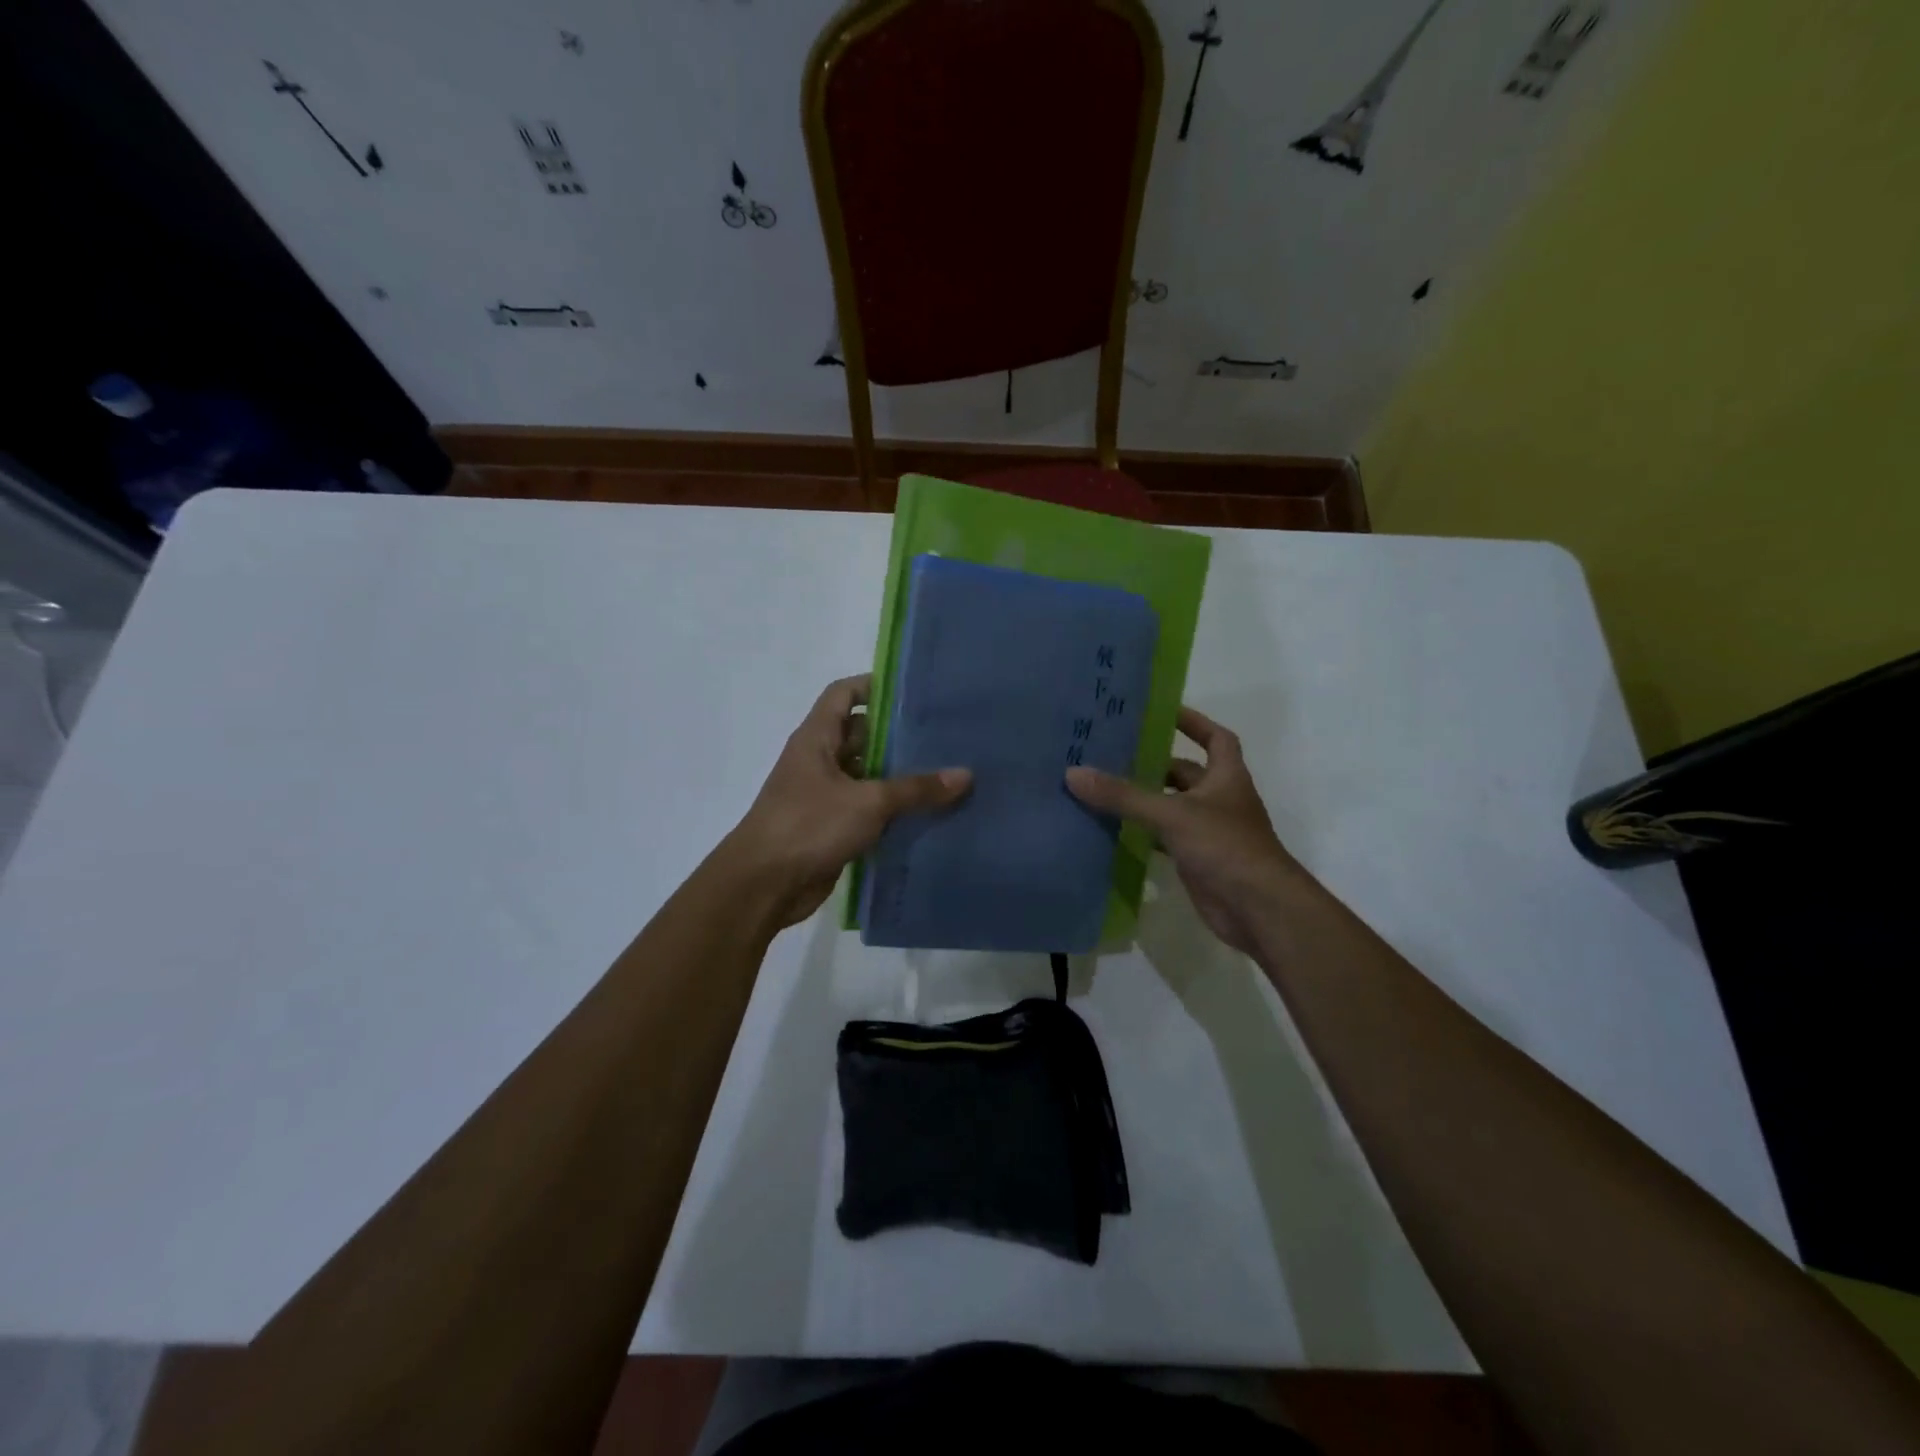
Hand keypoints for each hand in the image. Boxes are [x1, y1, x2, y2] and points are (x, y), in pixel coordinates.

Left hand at [721, 674, 971, 928]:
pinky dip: (890, 809)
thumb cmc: (809, 825)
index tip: (914, 691)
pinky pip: (866, 808)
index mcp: (816, 738)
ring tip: (945, 772)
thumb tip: (965, 775)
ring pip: (866, 774)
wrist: (764, 885)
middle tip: (945, 734)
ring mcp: (823, 795)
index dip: (874, 686)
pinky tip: (927, 813)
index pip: (843, 693)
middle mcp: (818, 760)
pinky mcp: (830, 826)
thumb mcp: (868, 802)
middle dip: (897, 734)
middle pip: (861, 735)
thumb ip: (916, 789)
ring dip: (898, 775)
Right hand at [1066, 706, 1299, 955]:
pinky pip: (1164, 839)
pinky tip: (1112, 831)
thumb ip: (1124, 796)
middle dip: (1153, 763)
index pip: (1215, 737)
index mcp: (1226, 776)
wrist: (1259, 910)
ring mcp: (1209, 832)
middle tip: (1111, 753)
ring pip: (1171, 807)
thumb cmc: (1225, 847)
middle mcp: (1219, 799)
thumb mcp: (1172, 814)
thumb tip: (1074, 773)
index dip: (1193, 722)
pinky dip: (1142, 834)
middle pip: (1184, 773)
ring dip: (1143, 800)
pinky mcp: (1197, 860)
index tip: (1160, 713)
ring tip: (1102, 788)